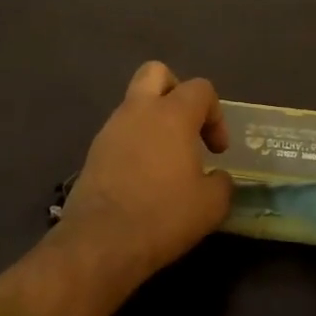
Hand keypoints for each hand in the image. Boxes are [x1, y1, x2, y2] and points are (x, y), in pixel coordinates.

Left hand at [56, 61, 233, 292]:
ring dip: (153, 120)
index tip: (217, 151)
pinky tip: (144, 177)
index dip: (216, 114)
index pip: (200, 88)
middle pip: (156, 72)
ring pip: (135, 103)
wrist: (100, 243)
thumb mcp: (211, 205)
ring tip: (167, 160)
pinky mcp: (93, 152)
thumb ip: (221, 183)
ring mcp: (111, 129)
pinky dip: (135, 143)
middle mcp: (139, 110)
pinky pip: (120, 132)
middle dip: (176, 91)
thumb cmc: (162, 216)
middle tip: (187, 126)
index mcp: (172, 114)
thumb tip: (218, 177)